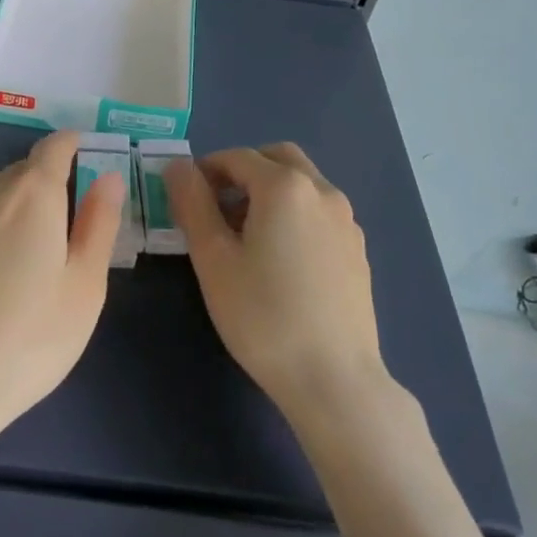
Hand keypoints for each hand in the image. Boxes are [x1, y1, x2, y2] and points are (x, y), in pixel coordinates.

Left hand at [0, 131, 122, 444]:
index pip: (55, 145)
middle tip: (62, 232)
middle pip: (23, 171)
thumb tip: (108, 176)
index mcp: (33, 193)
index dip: (74, 146)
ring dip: (11, 208)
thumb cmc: (30, 338)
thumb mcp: (84, 286)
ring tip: (21, 261)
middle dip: (46, 186)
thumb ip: (99, 222)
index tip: (87, 161)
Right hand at [166, 143, 387, 421]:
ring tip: (245, 236)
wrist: (334, 380)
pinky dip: (294, 213)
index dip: (205, 170)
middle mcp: (322, 191)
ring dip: (270, 191)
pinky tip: (280, 259)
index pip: (237, 157)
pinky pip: (319, 212)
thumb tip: (178, 166)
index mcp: (285, 186)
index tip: (186, 197)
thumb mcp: (213, 259)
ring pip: (302, 184)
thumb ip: (192, 203)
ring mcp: (347, 220)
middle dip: (243, 171)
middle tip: (217, 206)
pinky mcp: (358, 249)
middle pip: (277, 158)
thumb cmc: (263, 316)